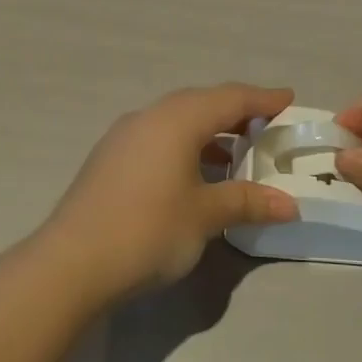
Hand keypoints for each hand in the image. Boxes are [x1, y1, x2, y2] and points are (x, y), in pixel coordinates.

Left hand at [40, 84, 301, 300]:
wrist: (71, 263)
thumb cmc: (148, 230)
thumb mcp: (205, 216)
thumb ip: (247, 202)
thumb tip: (289, 204)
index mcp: (177, 120)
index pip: (230, 98)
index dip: (263, 99)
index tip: (288, 98)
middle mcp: (149, 117)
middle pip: (201, 103)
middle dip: (236, 112)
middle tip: (266, 125)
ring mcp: (124, 136)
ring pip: (176, 120)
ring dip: (209, 131)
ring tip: (236, 152)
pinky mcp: (109, 159)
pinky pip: (158, 137)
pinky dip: (184, 145)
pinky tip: (194, 172)